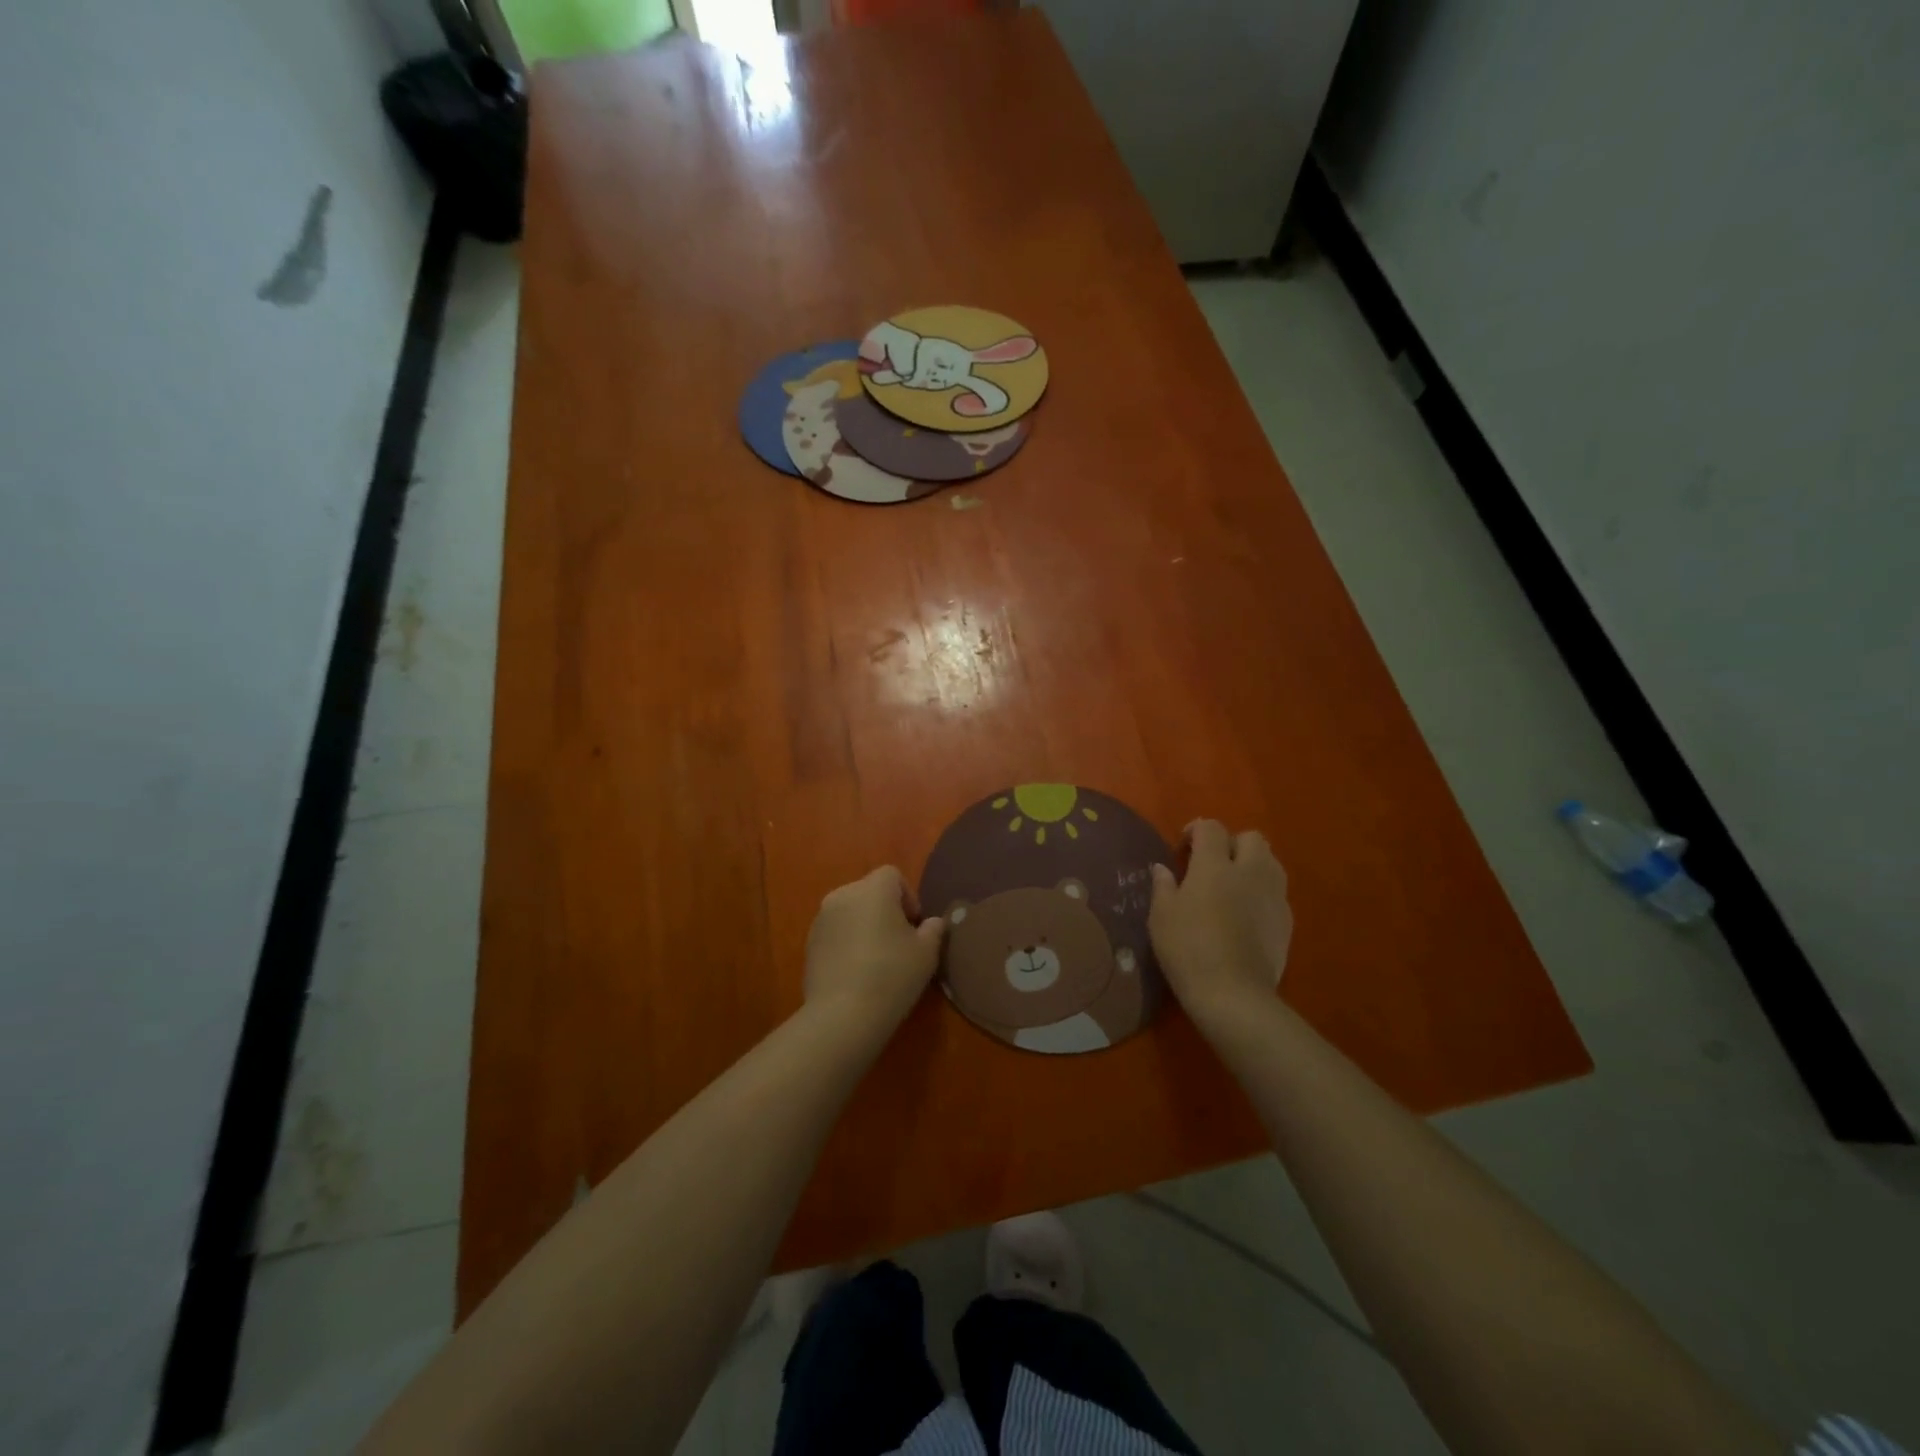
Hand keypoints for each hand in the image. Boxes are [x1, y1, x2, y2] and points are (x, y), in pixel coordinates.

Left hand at [804, 866, 944, 1031]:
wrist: (842, 1014)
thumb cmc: (892, 975)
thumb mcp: (926, 953)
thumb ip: (933, 929)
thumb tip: (932, 923)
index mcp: (873, 889)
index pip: (892, 875)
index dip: (908, 896)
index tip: (914, 925)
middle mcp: (843, 895)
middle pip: (869, 891)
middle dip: (885, 909)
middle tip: (899, 941)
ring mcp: (821, 919)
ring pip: (850, 911)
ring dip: (864, 925)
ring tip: (876, 958)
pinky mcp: (808, 943)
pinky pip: (835, 932)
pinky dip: (846, 941)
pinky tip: (856, 971)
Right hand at [1148, 821, 1291, 1028]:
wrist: (1233, 994)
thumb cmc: (1188, 949)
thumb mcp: (1161, 916)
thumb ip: (1163, 886)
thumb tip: (1163, 868)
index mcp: (1214, 865)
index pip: (1211, 828)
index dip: (1196, 831)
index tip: (1183, 849)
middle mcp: (1250, 871)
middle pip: (1251, 837)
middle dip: (1232, 843)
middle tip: (1212, 865)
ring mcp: (1273, 895)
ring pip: (1270, 862)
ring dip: (1252, 864)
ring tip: (1233, 885)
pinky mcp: (1287, 920)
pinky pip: (1277, 892)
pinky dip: (1262, 892)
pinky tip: (1246, 914)